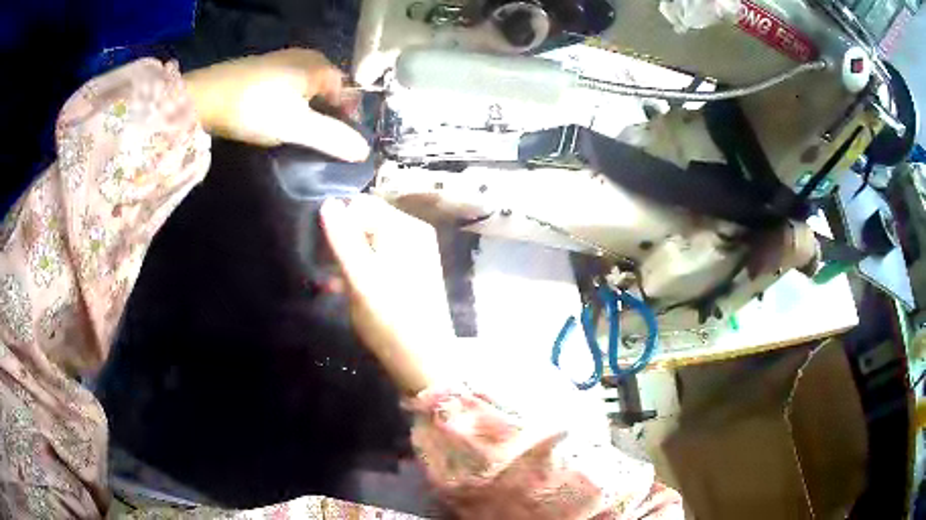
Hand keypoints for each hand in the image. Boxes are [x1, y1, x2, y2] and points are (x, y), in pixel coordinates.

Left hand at [183, 48, 368, 161]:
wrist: (205, 96)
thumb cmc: (256, 108)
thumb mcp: (297, 127)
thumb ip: (333, 138)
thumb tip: (364, 151)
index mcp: (321, 67)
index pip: (348, 93)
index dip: (348, 119)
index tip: (339, 143)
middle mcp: (307, 57)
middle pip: (328, 89)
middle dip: (328, 114)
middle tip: (316, 141)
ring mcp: (283, 59)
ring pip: (307, 87)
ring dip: (307, 109)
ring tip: (295, 133)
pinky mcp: (263, 68)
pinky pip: (288, 85)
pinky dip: (289, 102)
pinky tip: (275, 117)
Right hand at [320, 196, 454, 393]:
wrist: (424, 362)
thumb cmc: (390, 320)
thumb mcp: (361, 278)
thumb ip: (343, 238)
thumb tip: (328, 202)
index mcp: (406, 228)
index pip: (362, 205)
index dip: (338, 221)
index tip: (320, 247)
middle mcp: (413, 234)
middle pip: (367, 222)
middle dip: (341, 241)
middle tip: (322, 266)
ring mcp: (414, 254)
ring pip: (369, 243)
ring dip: (346, 258)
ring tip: (327, 281)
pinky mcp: (410, 273)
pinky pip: (378, 260)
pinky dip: (360, 270)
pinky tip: (340, 289)